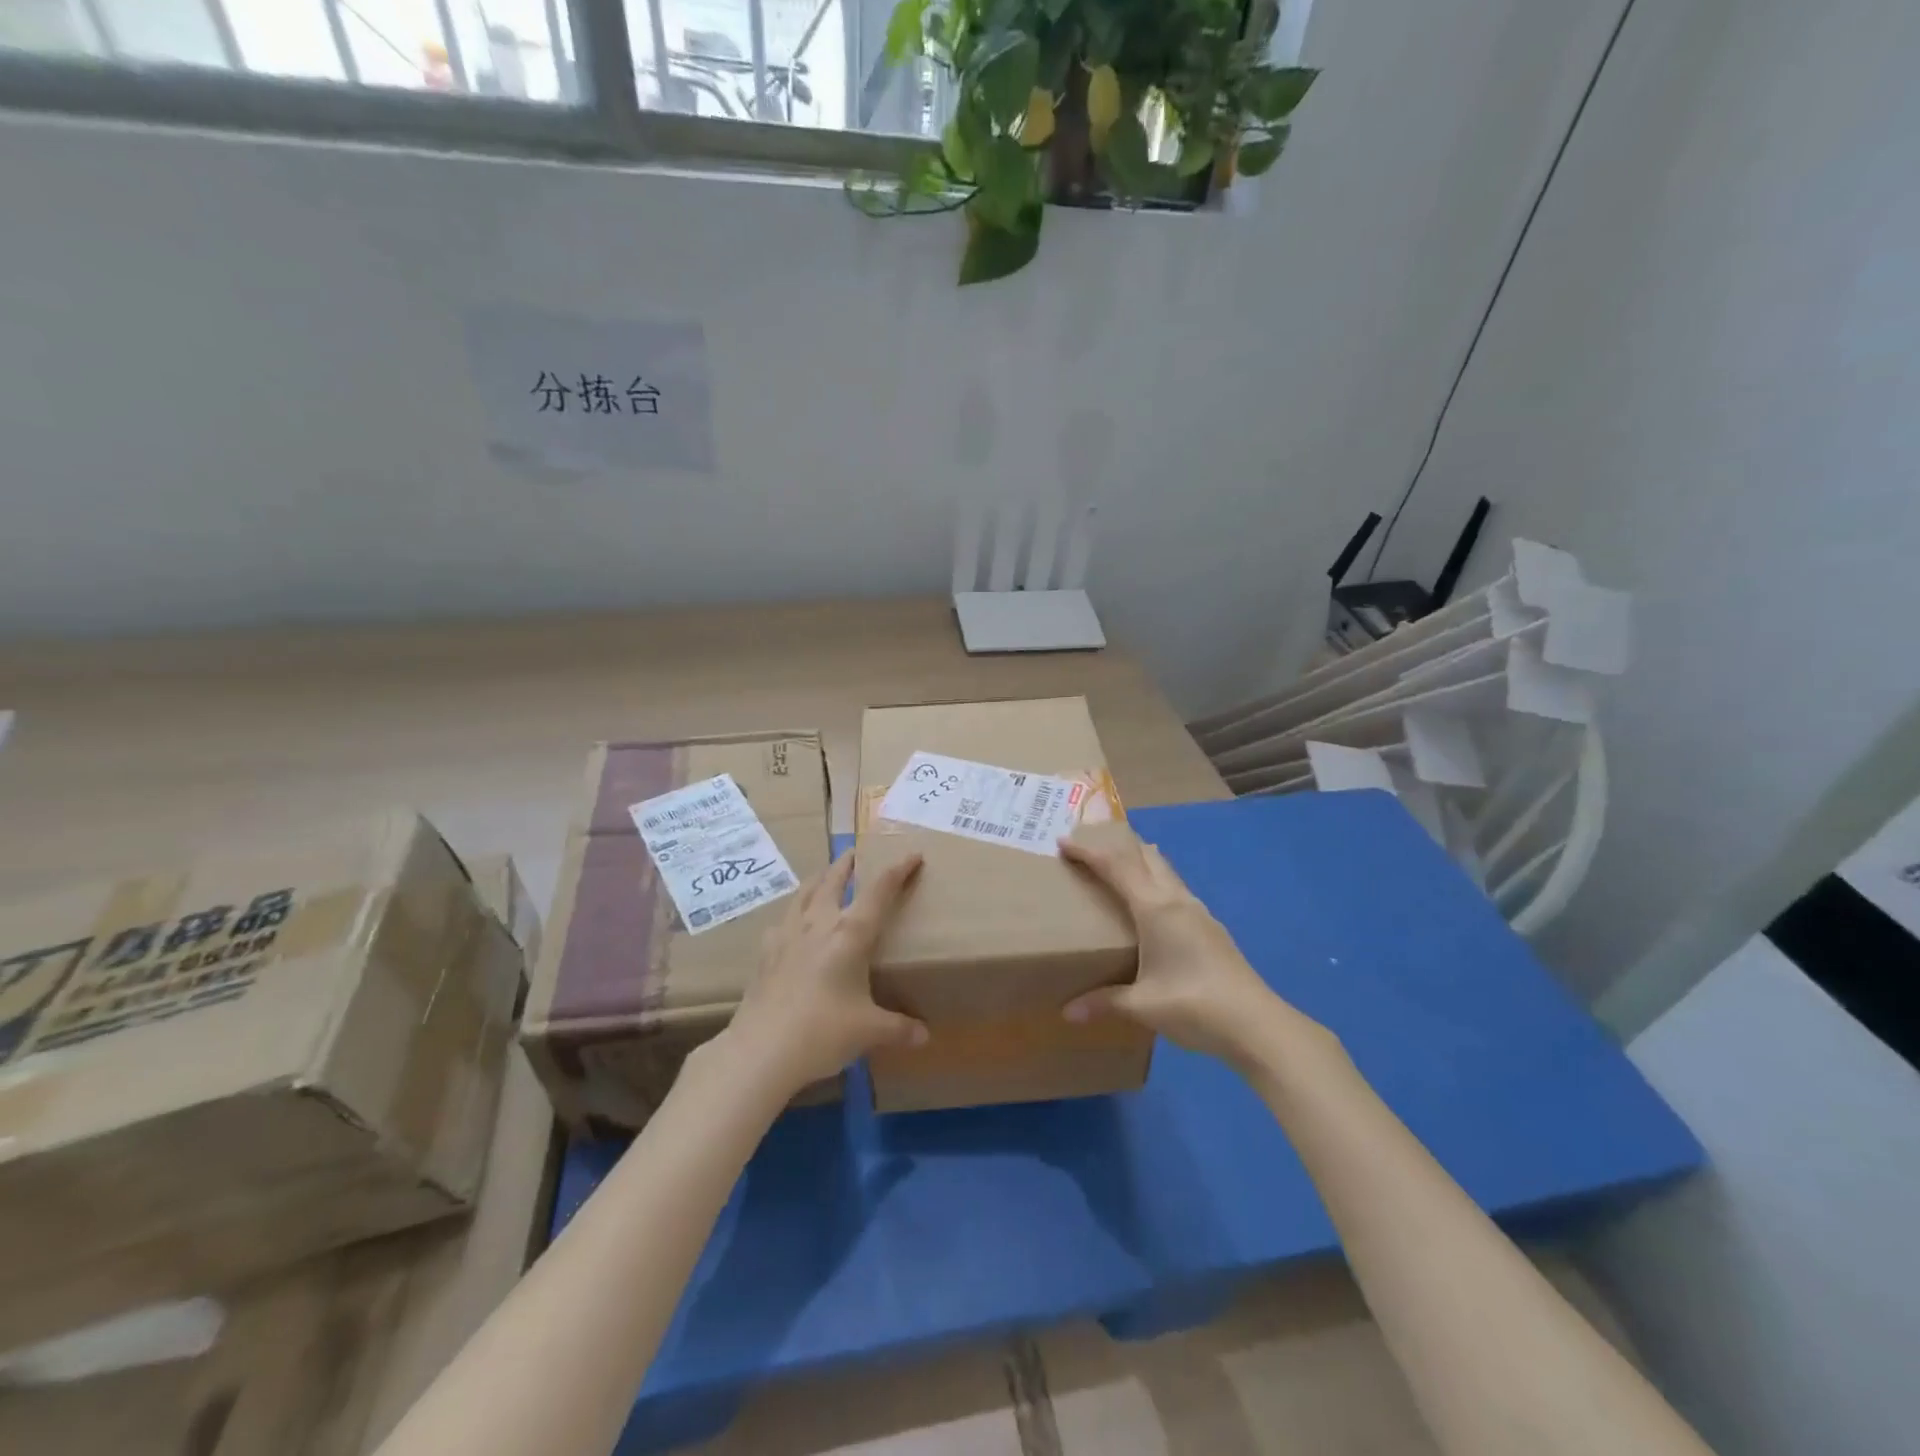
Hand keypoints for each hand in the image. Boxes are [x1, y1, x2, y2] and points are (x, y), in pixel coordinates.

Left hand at [720, 850, 928, 1094]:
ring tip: (825, 876)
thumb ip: (899, 1028)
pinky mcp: (766, 951)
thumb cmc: (822, 1032)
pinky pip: (783, 919)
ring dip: (819, 879)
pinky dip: (795, 912)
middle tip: (857, 854)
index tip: (912, 854)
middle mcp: (819, 923)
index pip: (879, 891)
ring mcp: (787, 934)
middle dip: (848, 863)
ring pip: (805, 892)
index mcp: (850, 934)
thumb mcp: (869, 1031)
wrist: (760, 1050)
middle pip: (834, 880)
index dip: (898, 870)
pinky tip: (794, 923)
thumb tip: (925, 1036)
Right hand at [1059, 824, 1295, 1066]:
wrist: (1257, 1024)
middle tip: (1090, 846)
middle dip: (1117, 845)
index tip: (1063, 841)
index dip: (1088, 851)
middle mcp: (1177, 900)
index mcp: (1155, 909)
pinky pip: (1176, 889)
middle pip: (1145, 856)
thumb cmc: (1194, 1006)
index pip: (1116, 867)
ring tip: (1119, 868)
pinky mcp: (1211, 928)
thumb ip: (1103, 1003)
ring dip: (1140, 861)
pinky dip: (1156, 881)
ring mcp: (1199, 912)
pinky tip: (1153, 905)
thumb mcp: (1142, 1006)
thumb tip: (1066, 1012)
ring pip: (1165, 871)